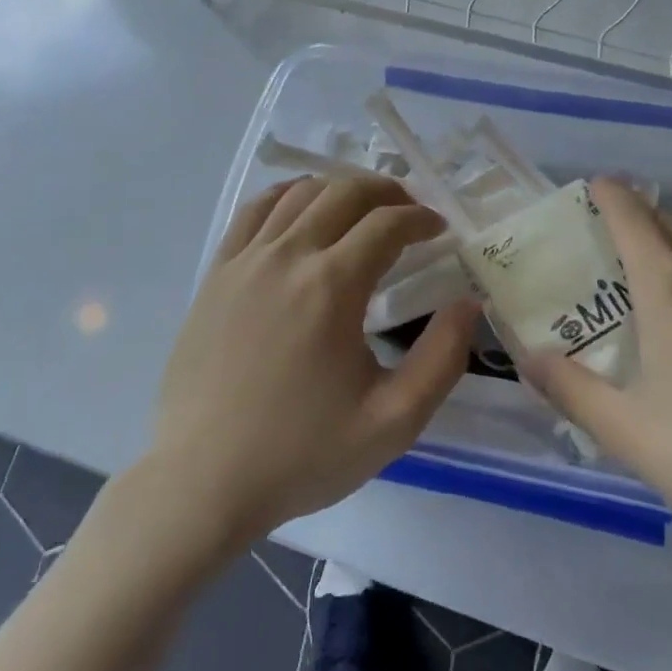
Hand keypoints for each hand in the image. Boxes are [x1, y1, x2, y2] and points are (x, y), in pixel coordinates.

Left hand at [150, 176, 476, 543]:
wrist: (202, 481)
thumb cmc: (301, 454)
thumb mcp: (392, 422)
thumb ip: (442, 359)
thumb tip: (468, 303)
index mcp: (332, 286)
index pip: (387, 223)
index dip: (420, 218)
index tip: (438, 230)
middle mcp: (288, 256)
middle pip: (344, 193)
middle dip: (386, 192)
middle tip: (408, 211)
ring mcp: (246, 260)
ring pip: (300, 193)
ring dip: (339, 189)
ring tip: (361, 208)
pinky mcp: (217, 273)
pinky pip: (254, 211)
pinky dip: (287, 196)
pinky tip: (301, 209)